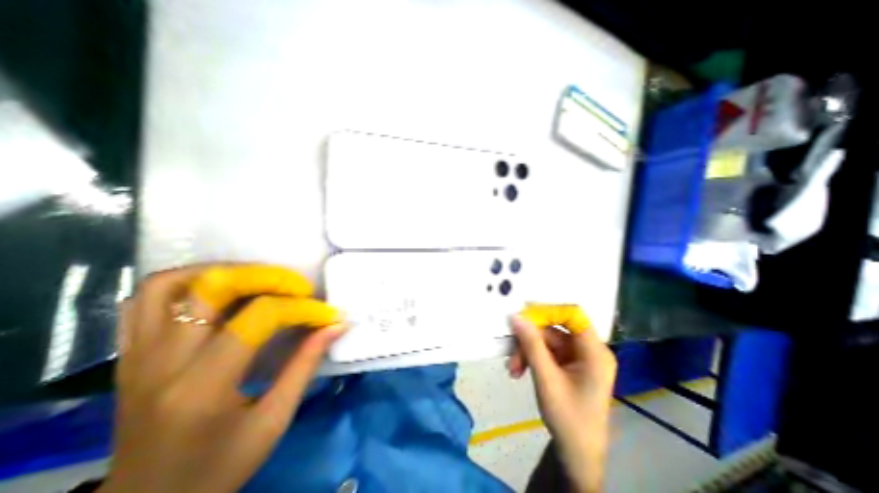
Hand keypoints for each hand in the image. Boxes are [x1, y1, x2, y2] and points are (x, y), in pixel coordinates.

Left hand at [97, 267, 341, 492]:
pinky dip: (188, 282)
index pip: (259, 318)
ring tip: (262, 279)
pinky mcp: (131, 356)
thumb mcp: (274, 420)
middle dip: (268, 277)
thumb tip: (337, 325)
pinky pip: (146, 300)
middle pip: (212, 288)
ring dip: (225, 270)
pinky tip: (221, 289)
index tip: (328, 315)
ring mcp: (137, 356)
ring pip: (170, 284)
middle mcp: (161, 363)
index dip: (301, 309)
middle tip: (299, 286)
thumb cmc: (218, 469)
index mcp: (202, 386)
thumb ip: (306, 364)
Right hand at [509, 308, 616, 492]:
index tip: (523, 315)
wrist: (576, 454)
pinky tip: (519, 370)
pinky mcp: (566, 363)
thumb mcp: (546, 379)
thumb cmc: (568, 419)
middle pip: (554, 329)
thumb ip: (531, 345)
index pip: (573, 315)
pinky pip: (545, 350)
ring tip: (513, 370)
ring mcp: (576, 356)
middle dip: (529, 340)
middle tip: (511, 355)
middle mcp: (587, 349)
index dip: (549, 311)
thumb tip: (516, 316)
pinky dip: (530, 358)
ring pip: (545, 340)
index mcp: (594, 352)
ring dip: (526, 352)